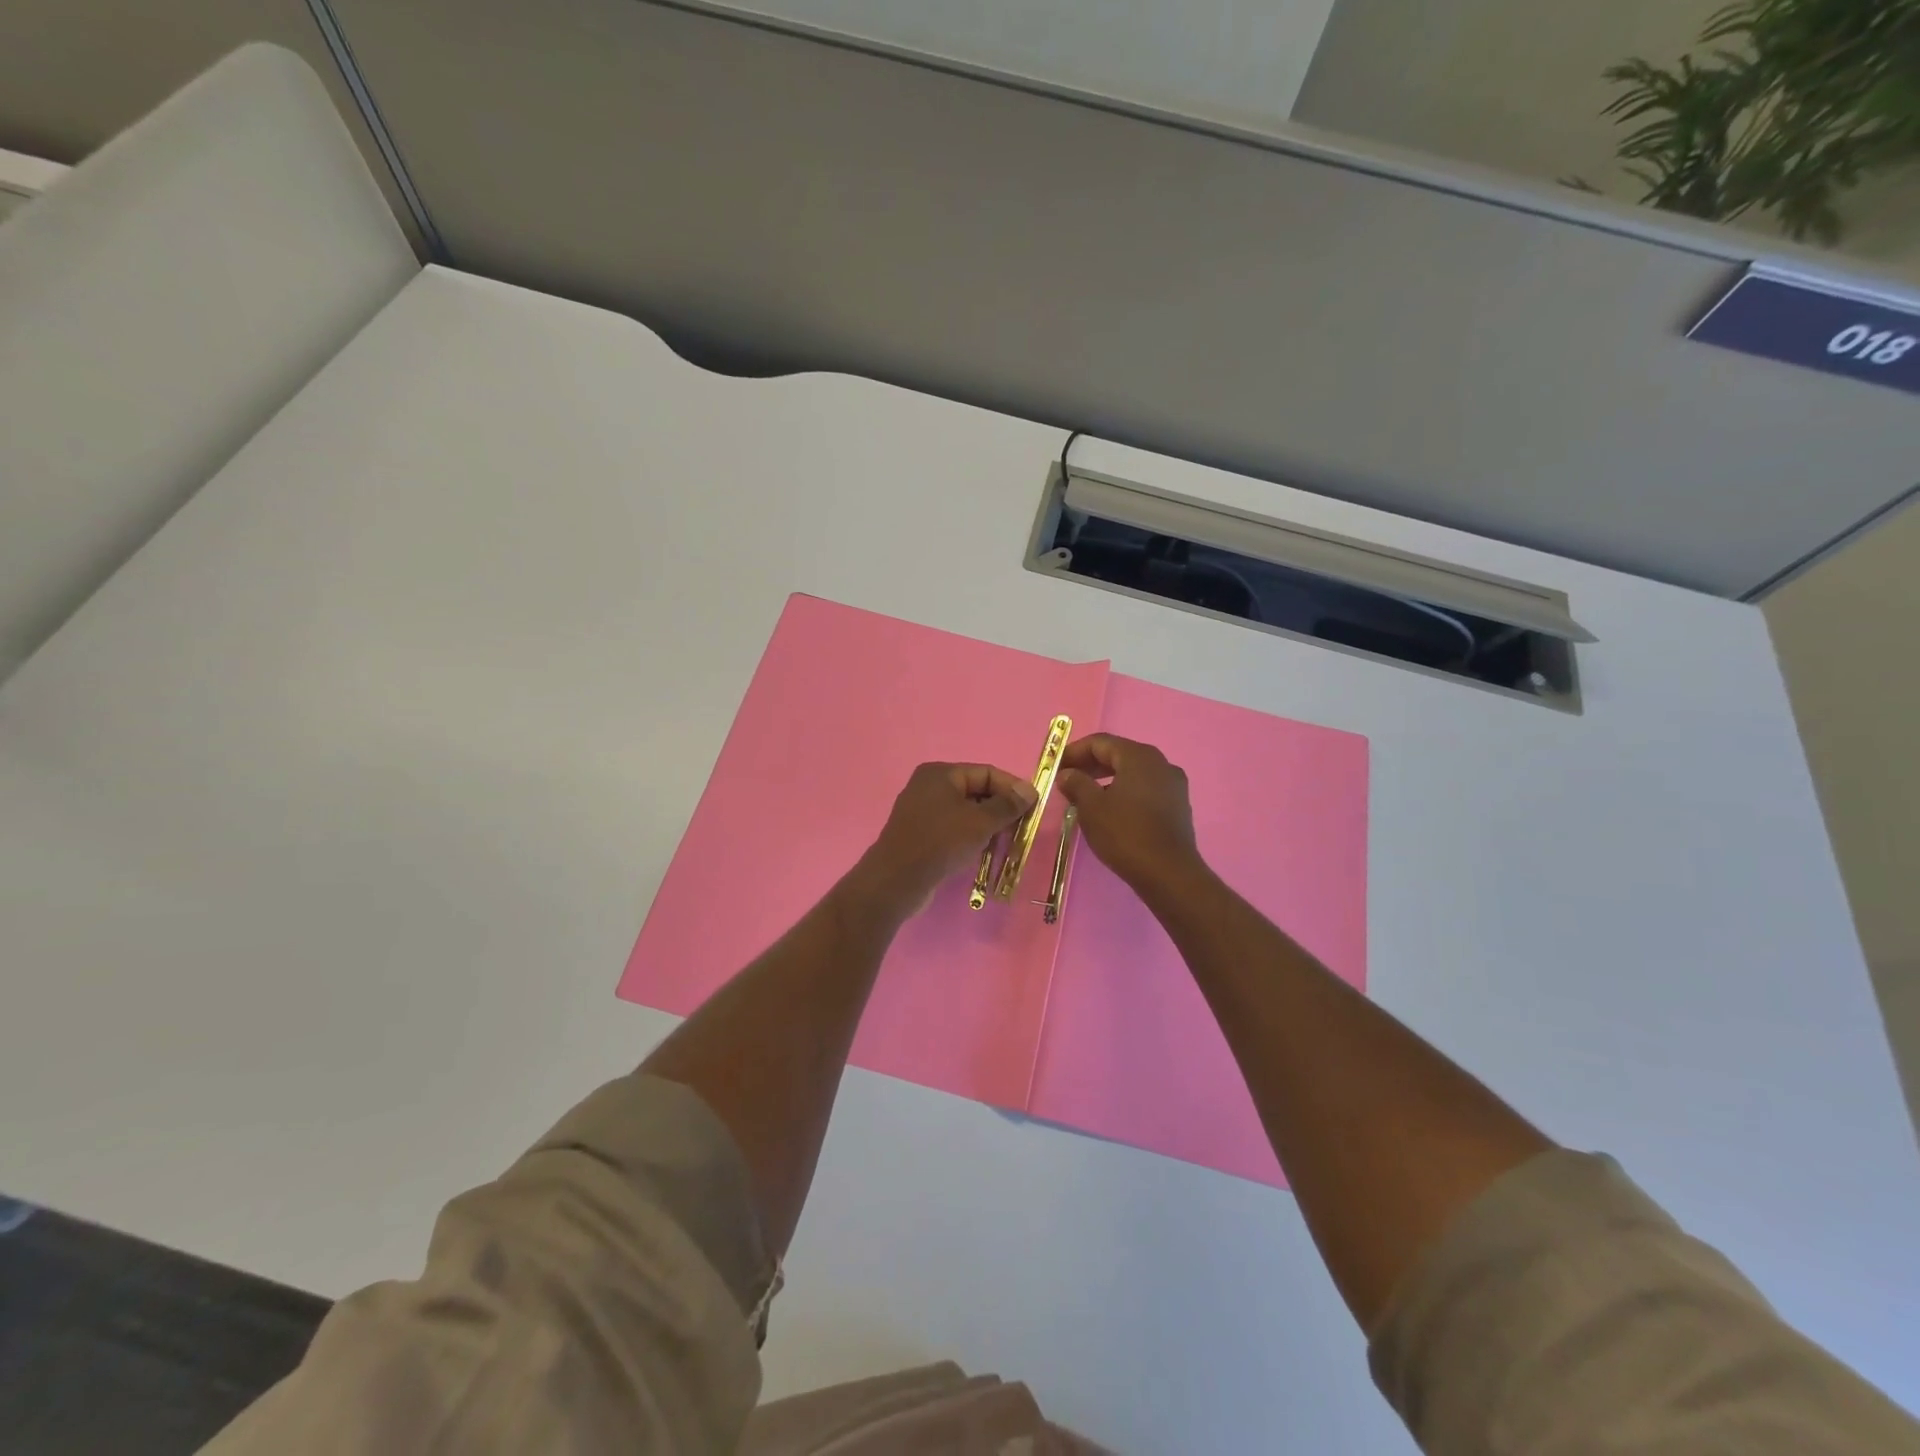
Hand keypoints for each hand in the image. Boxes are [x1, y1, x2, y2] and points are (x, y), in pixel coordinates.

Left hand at [852, 762, 1037, 918]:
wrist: (896, 881)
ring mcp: (922, 811)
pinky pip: (953, 828)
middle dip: (1001, 809)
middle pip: (976, 791)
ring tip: (1007, 842)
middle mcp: (929, 786)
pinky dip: (971, 837)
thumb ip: (1007, 805)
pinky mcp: (920, 834)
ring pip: (965, 812)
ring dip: (988, 825)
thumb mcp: (980, 822)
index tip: (1034, 807)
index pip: (986, 772)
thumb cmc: (940, 843)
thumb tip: (1030, 790)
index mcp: (941, 774)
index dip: (1012, 788)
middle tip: (1023, 828)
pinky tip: (984, 852)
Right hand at [1057, 734, 1206, 895]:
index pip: (1100, 742)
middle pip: (1119, 754)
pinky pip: (1146, 788)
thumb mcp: (1092, 807)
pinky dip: (1125, 791)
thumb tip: (1067, 773)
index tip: (1055, 766)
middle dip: (1091, 764)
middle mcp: (1160, 763)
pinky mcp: (1178, 805)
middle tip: (1067, 779)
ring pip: (1133, 772)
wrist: (1168, 873)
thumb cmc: (1125, 834)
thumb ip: (1076, 784)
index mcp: (1139, 756)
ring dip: (1107, 779)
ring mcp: (1173, 784)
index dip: (1074, 751)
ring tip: (1086, 796)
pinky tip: (1111, 810)